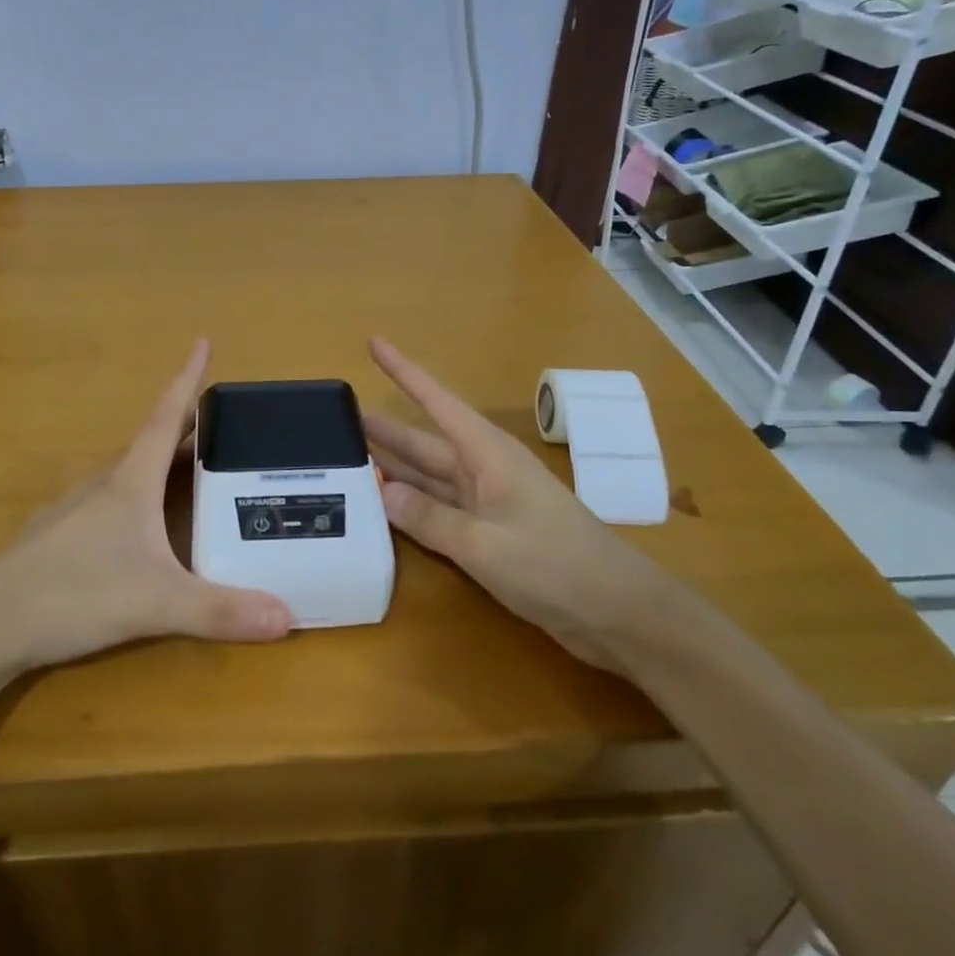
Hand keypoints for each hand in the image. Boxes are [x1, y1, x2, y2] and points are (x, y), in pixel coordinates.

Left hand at [0, 341, 292, 675]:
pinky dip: (136, 496)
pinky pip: (109, 501)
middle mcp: (103, 484)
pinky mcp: (58, 537)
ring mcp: (75, 509)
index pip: (165, 417)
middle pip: (151, 442)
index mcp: (129, 482)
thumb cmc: (75, 594)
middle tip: (221, 423)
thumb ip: (220, 610)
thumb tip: (287, 617)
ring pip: (127, 472)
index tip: (202, 341)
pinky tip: (140, 526)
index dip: (187, 379)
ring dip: (159, 461)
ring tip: (190, 469)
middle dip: (187, 427)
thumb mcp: (156, 603)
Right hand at [364, 337, 671, 669]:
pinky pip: (438, 509)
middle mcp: (483, 469)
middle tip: (336, 419)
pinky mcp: (489, 533)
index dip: (403, 371)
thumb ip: (430, 518)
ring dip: (392, 467)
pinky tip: (382, 507)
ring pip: (427, 476)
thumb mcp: (485, 544)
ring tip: (347, 457)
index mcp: (487, 454)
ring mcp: (486, 502)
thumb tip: (380, 492)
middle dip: (383, 428)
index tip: (374, 342)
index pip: (435, 401)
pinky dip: (410, 506)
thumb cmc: (556, 565)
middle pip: (422, 441)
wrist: (618, 613)